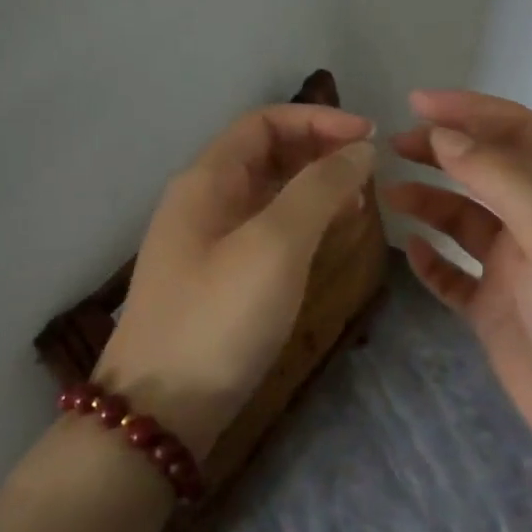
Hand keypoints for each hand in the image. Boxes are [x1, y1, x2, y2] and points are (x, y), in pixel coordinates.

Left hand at [95, 104, 376, 464]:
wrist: (160, 410)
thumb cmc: (218, 319)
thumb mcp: (274, 246)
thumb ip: (318, 189)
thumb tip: (359, 150)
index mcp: (206, 181)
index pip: (264, 123)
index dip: (319, 121)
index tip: (372, 140)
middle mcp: (201, 202)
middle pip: (265, 155)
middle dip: (319, 154)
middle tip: (369, 179)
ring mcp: (206, 244)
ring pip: (266, 196)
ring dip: (312, 191)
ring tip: (357, 208)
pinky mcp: (216, 281)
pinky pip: (263, 234)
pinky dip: (299, 227)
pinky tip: (325, 245)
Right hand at [385, 90, 531, 470]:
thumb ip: (502, 180)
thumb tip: (444, 137)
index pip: (517, 133)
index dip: (468, 112)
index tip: (415, 105)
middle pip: (486, 172)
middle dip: (442, 153)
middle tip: (392, 148)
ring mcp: (516, 269)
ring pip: (464, 221)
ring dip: (430, 203)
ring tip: (389, 197)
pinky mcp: (494, 309)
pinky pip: (453, 275)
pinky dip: (431, 261)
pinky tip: (410, 251)